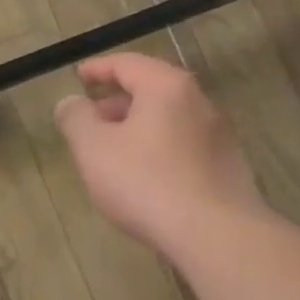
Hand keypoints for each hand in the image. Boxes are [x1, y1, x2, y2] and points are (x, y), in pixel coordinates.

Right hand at [54, 53, 263, 255]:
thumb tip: (71, 102)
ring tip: (114, 152)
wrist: (216, 236)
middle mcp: (198, 101)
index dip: (98, 69)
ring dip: (138, 127)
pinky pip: (185, 145)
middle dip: (117, 101)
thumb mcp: (94, 149)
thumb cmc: (147, 183)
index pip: (127, 64)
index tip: (79, 77)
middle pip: (152, 89)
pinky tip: (146, 177)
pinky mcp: (228, 166)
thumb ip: (76, 119)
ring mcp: (219, 135)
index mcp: (166, 86)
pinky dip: (159, 148)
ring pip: (169, 119)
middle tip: (91, 119)